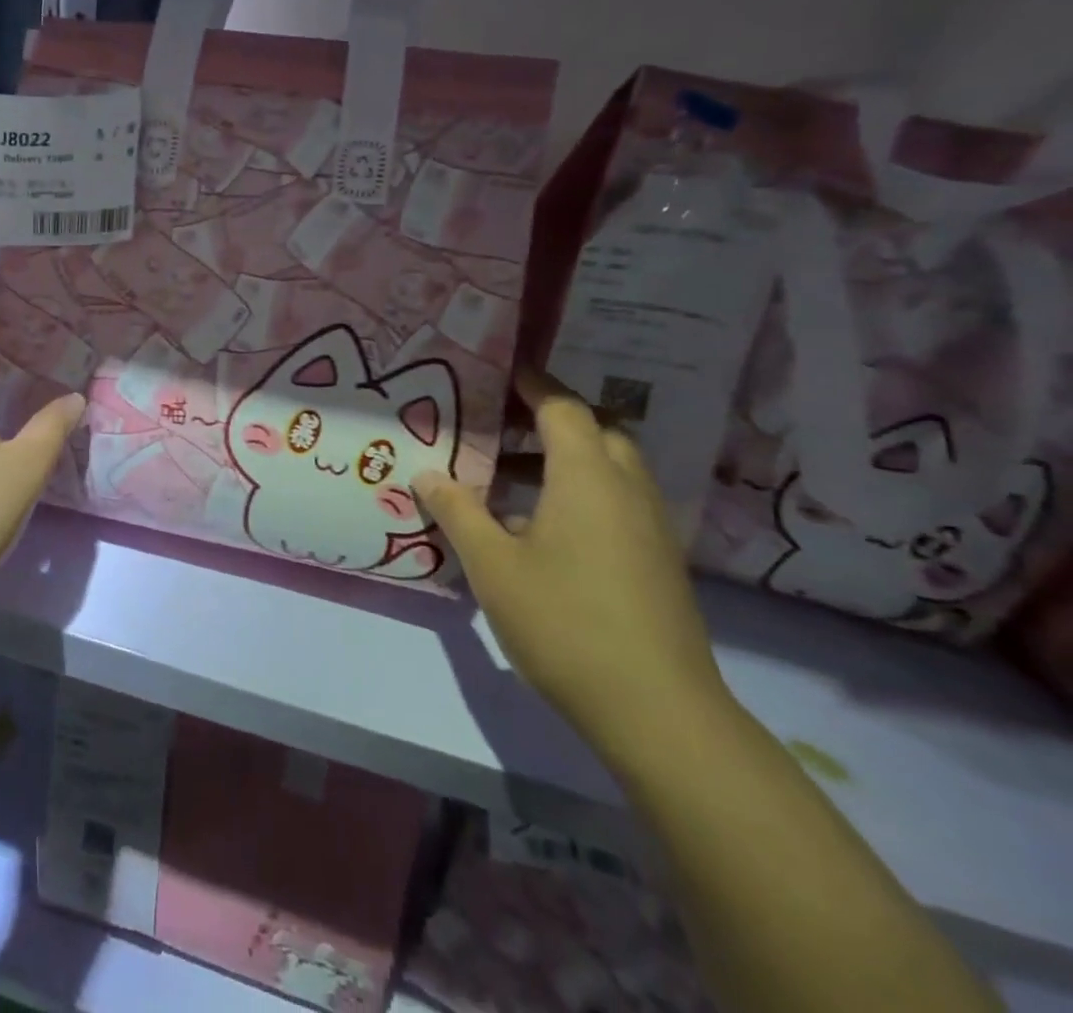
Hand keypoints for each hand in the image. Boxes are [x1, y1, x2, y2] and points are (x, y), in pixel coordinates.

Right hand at [412, 368, 727, 760]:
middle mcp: (627, 490)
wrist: (658, 711)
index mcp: (588, 477)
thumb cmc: (564, 621)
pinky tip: (538, 529)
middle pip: (596, 431)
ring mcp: (650, 527)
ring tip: (508, 477)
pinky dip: (580, 493)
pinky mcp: (657, 561)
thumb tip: (426, 474)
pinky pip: (617, 502)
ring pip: (610, 468)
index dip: (532, 384)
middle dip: (551, 419)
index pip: (563, 407)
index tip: (499, 372)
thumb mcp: (491, 564)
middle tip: (500, 424)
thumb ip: (457, 511)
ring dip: (564, 459)